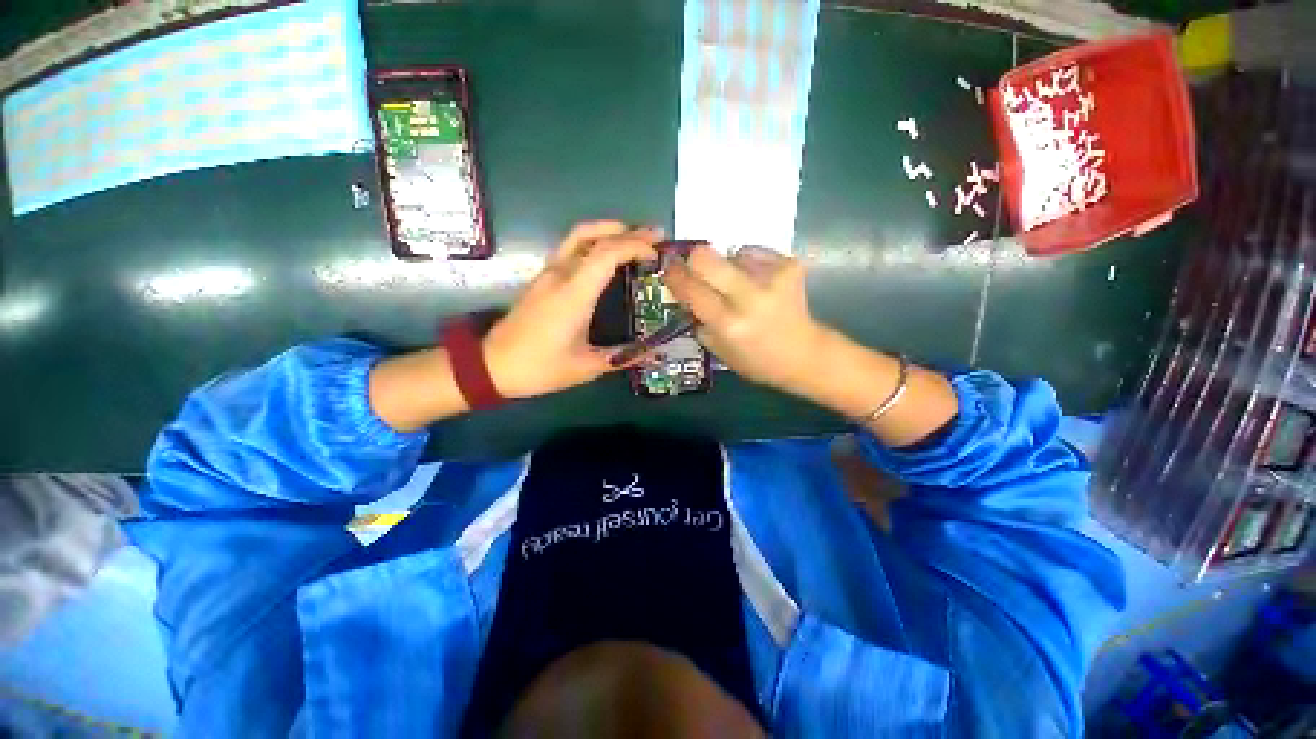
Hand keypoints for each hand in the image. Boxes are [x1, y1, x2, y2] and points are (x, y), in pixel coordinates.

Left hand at [483, 221, 659, 399]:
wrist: (492, 366)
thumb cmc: (540, 368)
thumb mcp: (587, 367)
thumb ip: (623, 356)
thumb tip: (654, 352)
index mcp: (574, 293)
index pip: (606, 253)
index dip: (635, 246)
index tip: (657, 253)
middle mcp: (560, 274)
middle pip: (593, 235)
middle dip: (628, 231)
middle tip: (655, 236)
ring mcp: (548, 273)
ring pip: (579, 236)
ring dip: (609, 231)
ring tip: (635, 238)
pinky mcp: (542, 278)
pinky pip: (571, 248)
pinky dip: (595, 242)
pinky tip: (608, 256)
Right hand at [663, 245, 825, 392]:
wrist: (803, 354)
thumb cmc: (756, 360)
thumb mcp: (718, 349)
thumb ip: (698, 320)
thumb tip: (684, 292)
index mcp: (729, 324)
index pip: (690, 289)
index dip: (674, 276)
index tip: (667, 269)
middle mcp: (749, 298)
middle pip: (705, 257)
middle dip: (693, 260)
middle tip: (694, 269)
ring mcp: (773, 278)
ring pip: (731, 253)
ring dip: (727, 267)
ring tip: (738, 286)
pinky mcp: (790, 265)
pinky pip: (754, 253)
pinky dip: (749, 264)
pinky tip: (758, 282)